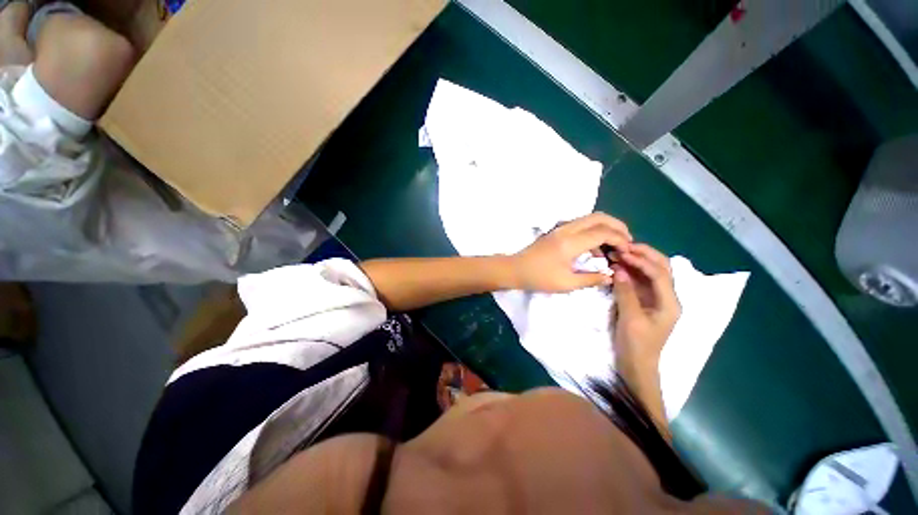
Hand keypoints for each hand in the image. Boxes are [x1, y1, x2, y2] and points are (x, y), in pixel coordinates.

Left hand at [511, 212, 631, 292]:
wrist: (515, 269)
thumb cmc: (539, 278)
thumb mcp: (566, 283)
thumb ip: (591, 279)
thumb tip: (610, 276)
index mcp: (571, 242)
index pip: (603, 232)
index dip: (620, 239)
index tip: (628, 251)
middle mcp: (567, 229)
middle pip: (599, 217)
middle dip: (617, 226)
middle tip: (627, 241)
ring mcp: (560, 228)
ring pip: (589, 218)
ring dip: (605, 228)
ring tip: (615, 246)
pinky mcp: (556, 231)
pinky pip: (580, 225)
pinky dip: (593, 231)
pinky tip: (595, 250)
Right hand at [611, 243, 680, 366]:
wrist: (636, 366)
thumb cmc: (637, 345)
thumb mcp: (631, 319)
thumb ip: (626, 293)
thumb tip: (618, 269)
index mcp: (670, 303)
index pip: (660, 273)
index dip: (642, 260)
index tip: (623, 252)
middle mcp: (667, 297)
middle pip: (661, 268)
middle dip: (644, 255)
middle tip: (622, 246)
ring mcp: (655, 299)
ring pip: (650, 273)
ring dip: (636, 261)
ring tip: (618, 253)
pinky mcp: (644, 302)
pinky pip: (639, 281)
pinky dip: (630, 271)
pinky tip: (618, 267)